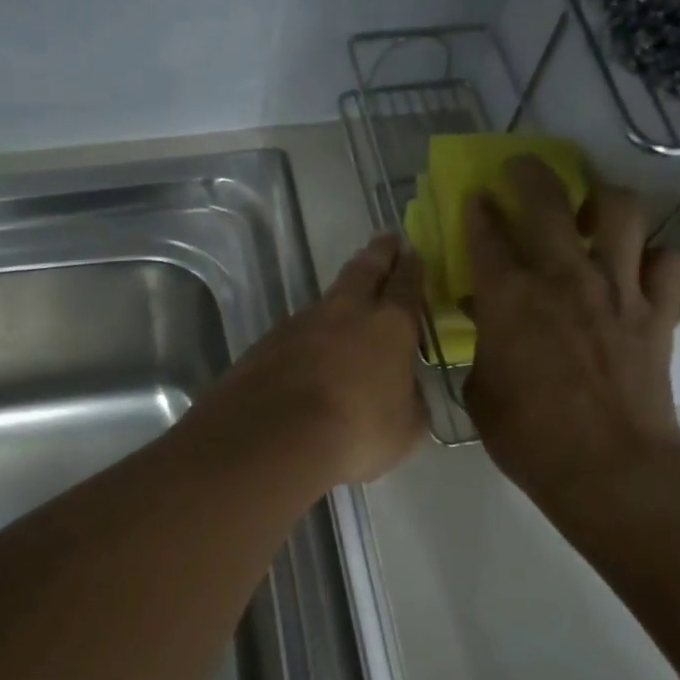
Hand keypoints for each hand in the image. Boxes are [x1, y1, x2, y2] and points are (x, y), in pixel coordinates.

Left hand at [200, 234, 426, 486]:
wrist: (272, 438)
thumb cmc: (355, 433)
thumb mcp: (405, 429)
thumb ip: (410, 401)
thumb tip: (404, 391)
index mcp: (389, 326)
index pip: (406, 286)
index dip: (412, 268)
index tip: (413, 251)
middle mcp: (345, 313)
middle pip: (364, 271)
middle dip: (378, 255)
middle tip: (385, 240)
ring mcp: (300, 323)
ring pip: (328, 298)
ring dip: (341, 293)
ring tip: (349, 294)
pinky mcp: (266, 343)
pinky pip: (297, 328)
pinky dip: (310, 331)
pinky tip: (309, 345)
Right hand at [462, 159, 679, 528]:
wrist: (608, 466)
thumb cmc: (527, 435)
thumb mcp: (480, 390)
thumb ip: (483, 346)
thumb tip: (487, 318)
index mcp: (509, 297)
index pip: (487, 235)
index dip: (478, 211)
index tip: (475, 198)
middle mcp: (563, 278)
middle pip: (549, 201)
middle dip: (530, 174)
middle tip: (521, 168)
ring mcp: (617, 290)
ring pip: (621, 214)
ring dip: (603, 200)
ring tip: (593, 208)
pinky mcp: (657, 312)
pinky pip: (669, 263)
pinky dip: (656, 259)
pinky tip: (641, 270)